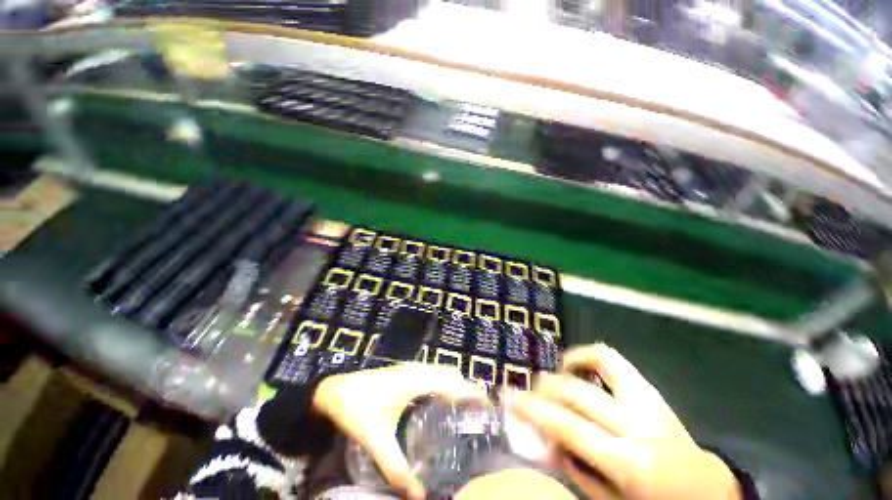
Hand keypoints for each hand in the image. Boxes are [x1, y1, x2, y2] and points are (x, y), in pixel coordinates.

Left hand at [313, 364, 484, 498]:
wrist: (333, 390)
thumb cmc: (355, 409)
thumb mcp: (375, 440)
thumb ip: (396, 468)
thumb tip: (420, 495)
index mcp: (416, 380)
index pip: (453, 381)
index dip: (472, 391)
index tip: (488, 408)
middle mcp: (418, 370)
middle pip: (451, 374)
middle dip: (467, 389)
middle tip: (479, 415)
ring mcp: (411, 369)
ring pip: (442, 372)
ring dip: (456, 385)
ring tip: (465, 411)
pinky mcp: (406, 373)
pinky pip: (433, 374)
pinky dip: (444, 384)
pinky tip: (440, 405)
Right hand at [508, 344, 741, 499]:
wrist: (704, 490)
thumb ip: (574, 467)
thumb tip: (543, 435)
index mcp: (629, 463)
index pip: (568, 426)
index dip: (532, 408)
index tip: (506, 396)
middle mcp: (638, 424)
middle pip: (576, 392)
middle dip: (542, 388)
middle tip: (526, 393)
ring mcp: (646, 400)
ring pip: (597, 363)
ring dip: (564, 368)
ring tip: (550, 381)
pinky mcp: (649, 388)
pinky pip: (612, 359)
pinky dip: (586, 354)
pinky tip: (572, 366)